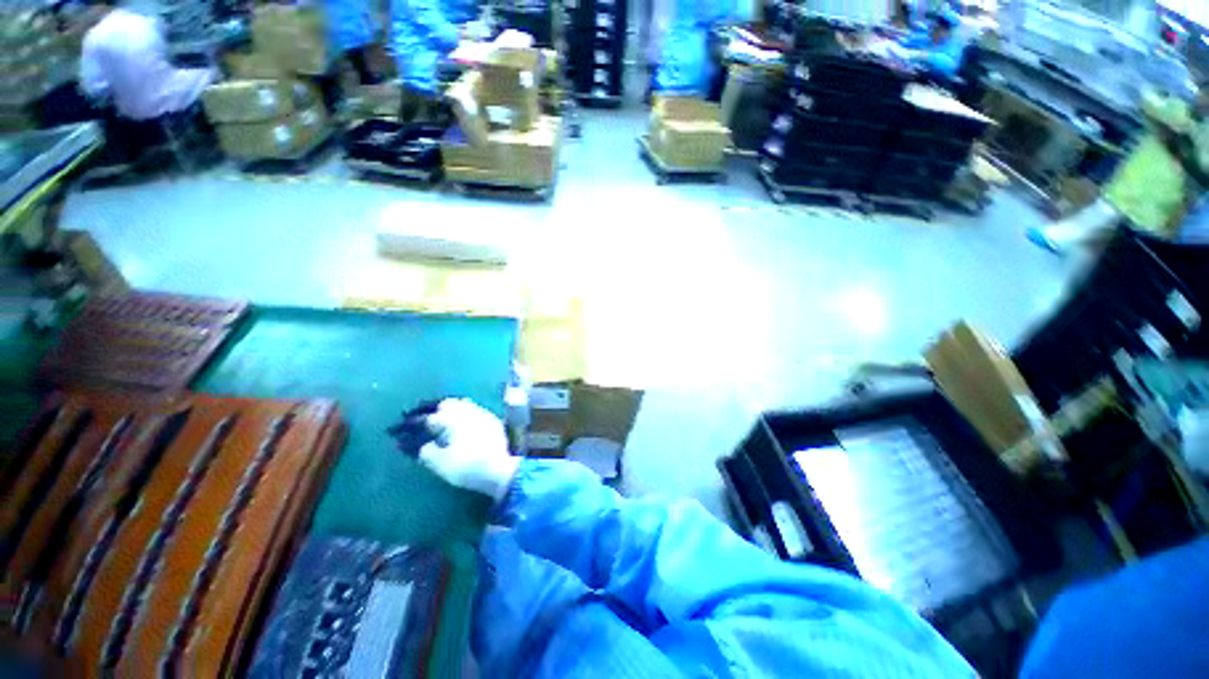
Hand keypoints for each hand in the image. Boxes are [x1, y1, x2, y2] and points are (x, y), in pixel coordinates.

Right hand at [419, 398, 519, 501]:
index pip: (432, 417)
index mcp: (454, 420)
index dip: (418, 424)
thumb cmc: (468, 466)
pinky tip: (464, 424)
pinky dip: (466, 414)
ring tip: (444, 420)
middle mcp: (469, 412)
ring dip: (453, 409)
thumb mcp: (441, 464)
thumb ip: (428, 452)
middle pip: (449, 404)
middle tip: (426, 420)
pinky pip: (476, 410)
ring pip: (464, 404)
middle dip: (436, 410)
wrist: (500, 469)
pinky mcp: (493, 421)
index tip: (409, 430)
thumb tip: (425, 446)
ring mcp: (483, 414)